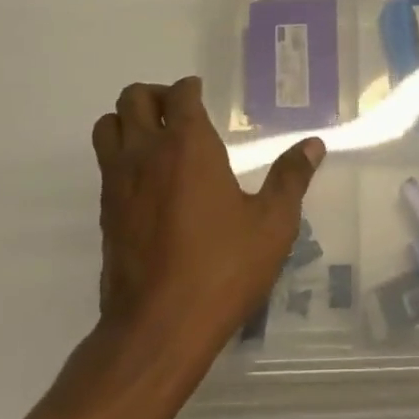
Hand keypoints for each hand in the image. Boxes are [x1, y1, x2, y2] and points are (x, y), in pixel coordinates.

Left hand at [91, 77, 323, 366]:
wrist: (158, 329)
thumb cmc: (222, 269)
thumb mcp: (272, 225)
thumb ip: (290, 178)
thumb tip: (313, 145)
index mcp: (188, 145)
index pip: (179, 94)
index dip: (190, 89)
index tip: (201, 94)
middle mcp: (146, 153)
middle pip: (133, 98)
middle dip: (155, 96)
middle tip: (179, 113)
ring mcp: (118, 183)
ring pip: (107, 126)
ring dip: (127, 121)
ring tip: (155, 139)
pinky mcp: (105, 213)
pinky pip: (105, 164)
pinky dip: (121, 156)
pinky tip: (149, 182)